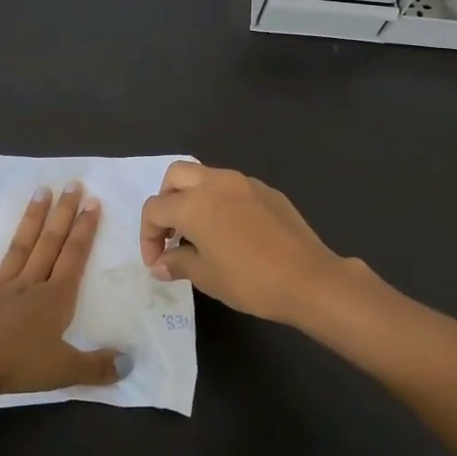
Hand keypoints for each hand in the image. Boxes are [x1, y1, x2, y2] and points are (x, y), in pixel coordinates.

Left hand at [0, 182, 123, 398]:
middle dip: (63, 214)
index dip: (85, 230)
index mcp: (55, 298)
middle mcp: (29, 285)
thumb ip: (98, 366)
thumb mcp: (67, 370)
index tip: (93, 202)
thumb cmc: (20, 367)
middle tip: (72, 184)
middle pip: (50, 244)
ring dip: (30, 220)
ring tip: (40, 192)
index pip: (74, 257)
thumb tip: (130, 364)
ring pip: (18, 248)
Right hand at [139, 162, 356, 323]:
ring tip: (201, 232)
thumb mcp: (206, 277)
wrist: (308, 278)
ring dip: (194, 197)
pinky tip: (232, 231)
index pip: (155, 209)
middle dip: (166, 201)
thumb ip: (177, 263)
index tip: (156, 260)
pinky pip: (233, 187)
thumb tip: (160, 263)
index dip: (148, 235)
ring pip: (206, 176)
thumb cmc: (250, 280)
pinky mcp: (267, 190)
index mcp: (194, 203)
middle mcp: (216, 182)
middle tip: (172, 232)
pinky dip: (221, 201)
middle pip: (175, 176)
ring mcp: (244, 182)